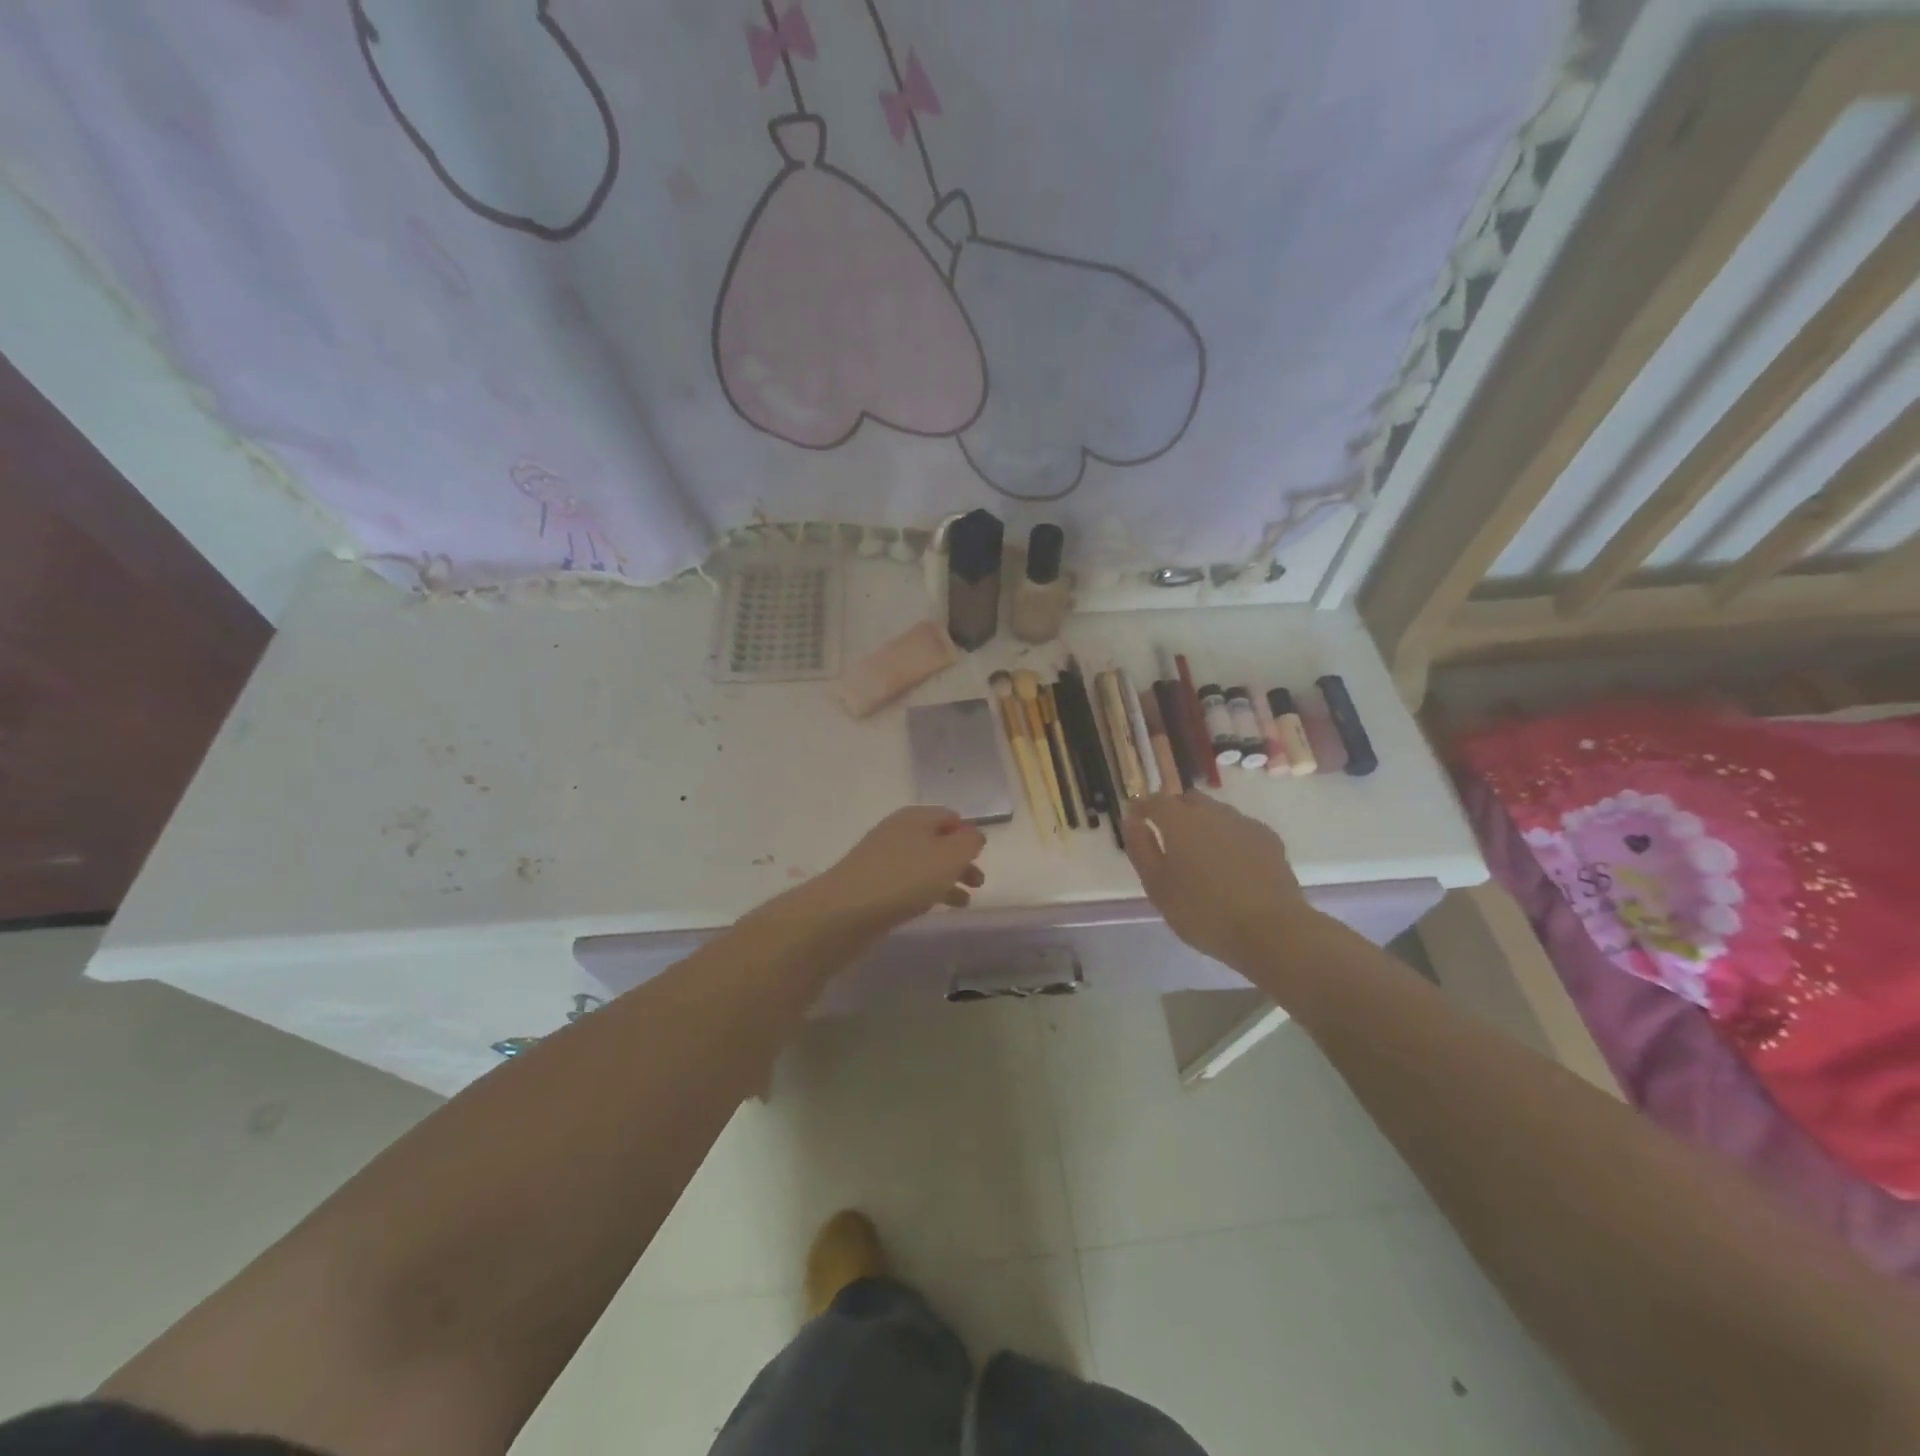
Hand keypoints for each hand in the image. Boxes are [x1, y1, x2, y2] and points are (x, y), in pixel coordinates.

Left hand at [801, 807, 986, 933]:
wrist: (845, 911)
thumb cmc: (904, 879)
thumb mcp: (949, 856)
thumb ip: (969, 842)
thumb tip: (973, 835)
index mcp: (916, 817)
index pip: (949, 816)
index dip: (967, 833)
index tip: (981, 855)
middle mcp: (897, 832)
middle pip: (937, 841)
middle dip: (959, 860)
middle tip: (978, 882)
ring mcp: (881, 859)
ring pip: (923, 864)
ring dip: (945, 879)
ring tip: (964, 902)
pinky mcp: (871, 885)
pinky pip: (907, 883)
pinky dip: (925, 892)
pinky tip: (932, 908)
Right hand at [1123, 792, 1316, 968]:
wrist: (1272, 930)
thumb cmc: (1204, 912)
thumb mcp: (1158, 887)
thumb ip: (1141, 849)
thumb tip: (1131, 820)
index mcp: (1180, 822)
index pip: (1155, 800)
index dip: (1142, 807)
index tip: (1135, 818)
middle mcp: (1212, 812)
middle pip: (1187, 800)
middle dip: (1174, 811)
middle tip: (1167, 837)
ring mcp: (1244, 823)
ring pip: (1215, 812)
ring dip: (1202, 823)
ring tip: (1200, 854)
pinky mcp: (1268, 838)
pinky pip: (1239, 828)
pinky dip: (1228, 837)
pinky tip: (1230, 863)